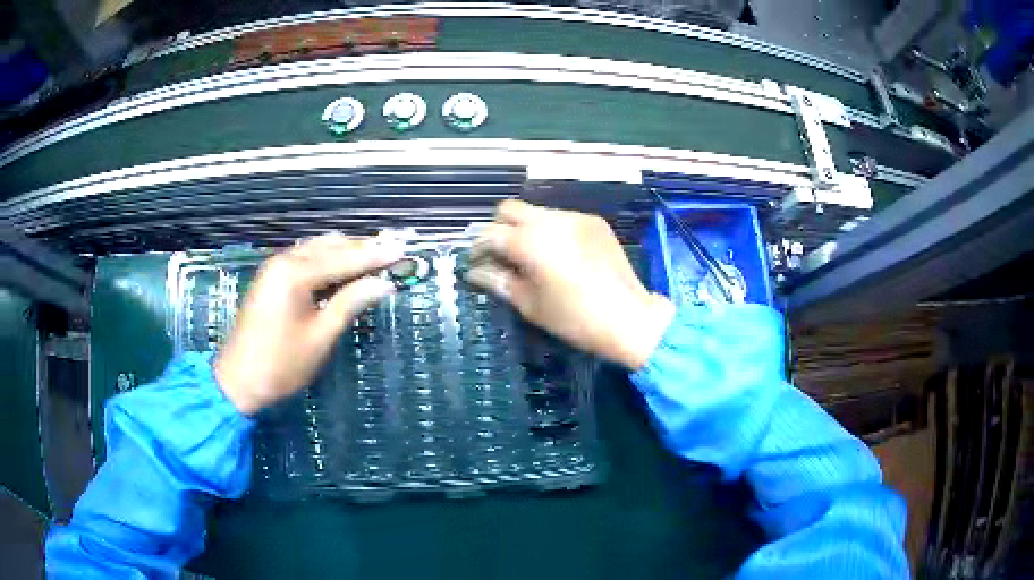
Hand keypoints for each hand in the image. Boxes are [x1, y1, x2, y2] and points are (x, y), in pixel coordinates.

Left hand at [215, 234, 402, 414]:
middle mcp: (283, 261)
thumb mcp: (320, 337)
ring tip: (375, 257)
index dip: (374, 255)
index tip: (403, 250)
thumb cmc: (280, 364)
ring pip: (316, 249)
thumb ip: (350, 303)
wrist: (238, 381)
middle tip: (393, 251)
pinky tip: (343, 269)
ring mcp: (274, 268)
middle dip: (361, 249)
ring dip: (345, 253)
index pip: (343, 258)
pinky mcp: (271, 279)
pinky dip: (327, 260)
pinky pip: (305, 259)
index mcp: (294, 273)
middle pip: (330, 246)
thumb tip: (383, 284)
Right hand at [466, 200, 674, 369]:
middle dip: (498, 228)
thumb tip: (474, 272)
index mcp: (530, 242)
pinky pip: (561, 218)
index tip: (476, 264)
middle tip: (501, 254)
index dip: (477, 248)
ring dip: (525, 228)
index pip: (490, 234)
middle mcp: (550, 220)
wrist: (629, 317)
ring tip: (531, 256)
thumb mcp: (530, 305)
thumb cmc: (574, 318)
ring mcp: (575, 217)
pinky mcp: (593, 221)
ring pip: (536, 211)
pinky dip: (551, 231)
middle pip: (509, 209)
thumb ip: (499, 281)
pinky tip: (559, 255)